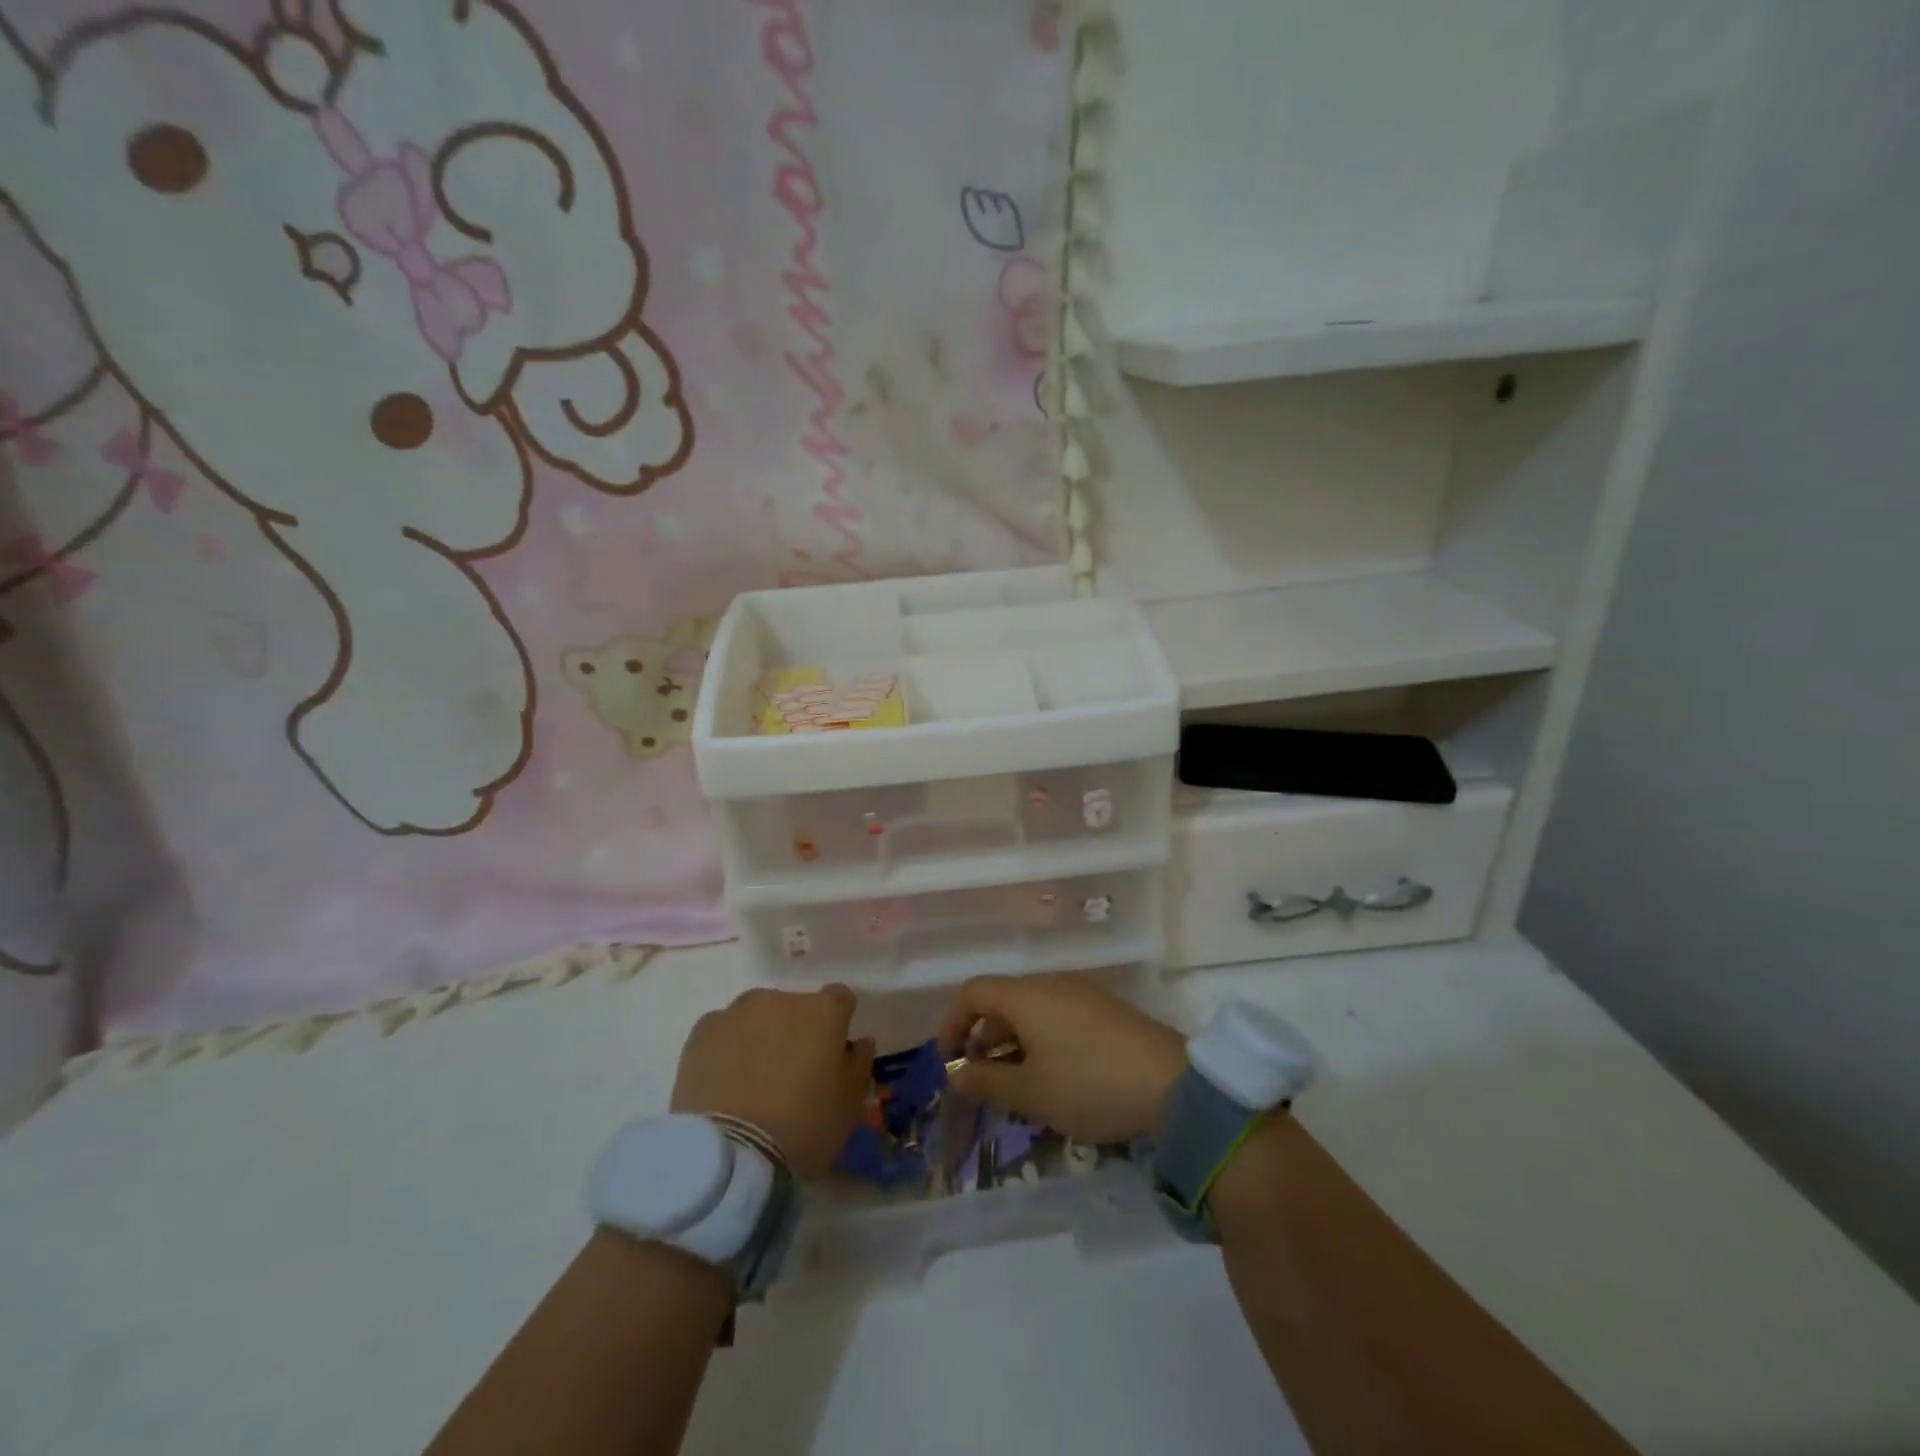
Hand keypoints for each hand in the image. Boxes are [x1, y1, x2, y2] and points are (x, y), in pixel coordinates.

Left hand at [671, 985, 874, 1179]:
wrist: (731, 1156)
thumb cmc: (804, 1128)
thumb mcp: (849, 1105)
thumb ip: (858, 1063)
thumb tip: (858, 1041)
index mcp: (824, 1011)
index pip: (840, 999)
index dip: (838, 1023)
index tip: (832, 1052)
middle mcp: (781, 999)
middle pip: (795, 1006)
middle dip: (795, 1030)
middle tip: (790, 1072)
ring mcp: (738, 1011)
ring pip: (756, 1016)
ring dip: (760, 1035)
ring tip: (752, 1078)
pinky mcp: (702, 1031)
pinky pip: (722, 1031)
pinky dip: (726, 1048)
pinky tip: (724, 1082)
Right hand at [935, 974, 1186, 1143]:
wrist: (1175, 1086)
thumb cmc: (1089, 1085)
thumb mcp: (1031, 1093)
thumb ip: (986, 1082)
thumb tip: (955, 1074)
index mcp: (1026, 996)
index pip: (972, 992)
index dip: (951, 1023)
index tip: (948, 1062)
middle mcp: (1052, 985)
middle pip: (1002, 1000)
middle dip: (982, 1038)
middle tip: (980, 1080)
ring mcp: (1083, 994)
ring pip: (1031, 1010)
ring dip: (1012, 1043)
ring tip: (1015, 1086)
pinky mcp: (1106, 1011)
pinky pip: (1057, 1017)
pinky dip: (1040, 1041)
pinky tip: (1052, 1078)